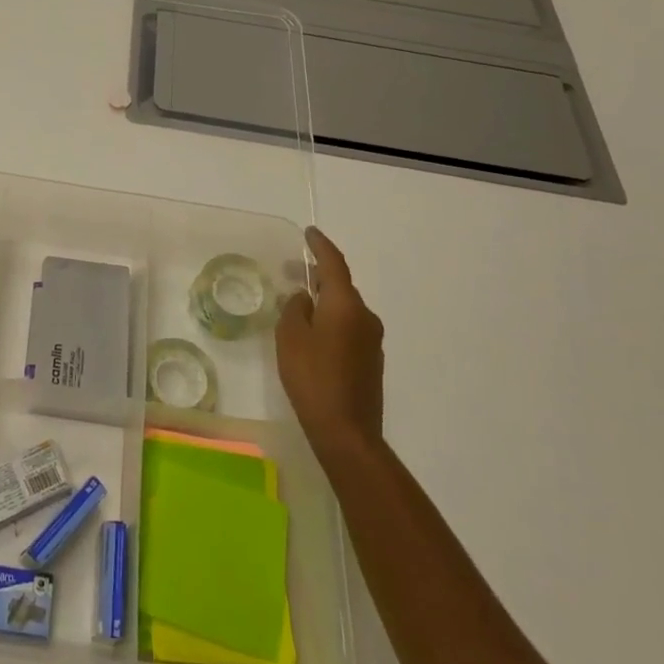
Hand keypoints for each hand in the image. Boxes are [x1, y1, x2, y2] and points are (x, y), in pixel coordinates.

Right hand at [277, 226, 385, 459]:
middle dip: (318, 276)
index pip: (334, 264)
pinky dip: (331, 321)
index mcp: (346, 305)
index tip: (309, 232)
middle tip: (292, 270)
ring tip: (298, 306)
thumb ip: (295, 309)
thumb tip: (305, 298)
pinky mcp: (371, 360)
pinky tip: (313, 336)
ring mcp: (372, 340)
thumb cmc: (313, 378)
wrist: (347, 431)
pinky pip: (349, 328)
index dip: (320, 246)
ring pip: (345, 309)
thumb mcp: (291, 338)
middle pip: (341, 286)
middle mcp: (365, 316)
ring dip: (324, 302)